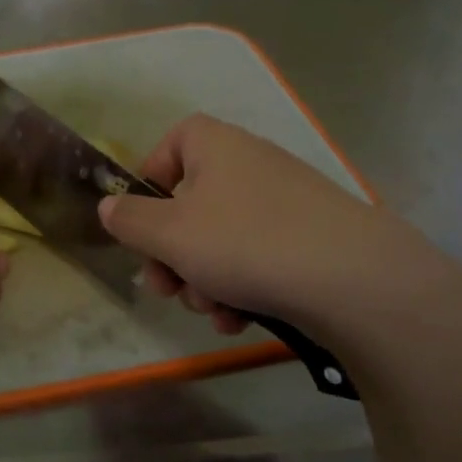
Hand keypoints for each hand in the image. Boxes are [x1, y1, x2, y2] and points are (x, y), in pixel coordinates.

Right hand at [98, 114, 434, 335]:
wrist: (353, 279)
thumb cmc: (244, 242)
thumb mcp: (168, 234)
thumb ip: (129, 219)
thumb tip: (109, 207)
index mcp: (215, 147)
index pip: (172, 142)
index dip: (149, 181)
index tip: (142, 223)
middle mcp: (250, 164)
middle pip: (191, 203)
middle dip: (171, 253)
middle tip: (165, 289)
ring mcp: (284, 202)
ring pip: (221, 239)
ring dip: (203, 279)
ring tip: (212, 310)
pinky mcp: (310, 238)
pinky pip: (257, 257)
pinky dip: (241, 287)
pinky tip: (239, 319)